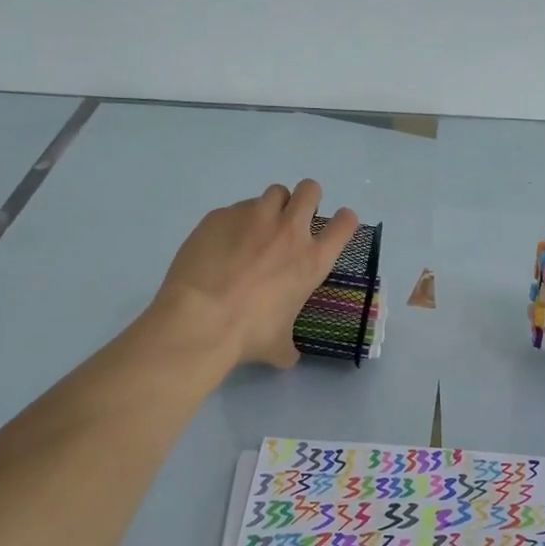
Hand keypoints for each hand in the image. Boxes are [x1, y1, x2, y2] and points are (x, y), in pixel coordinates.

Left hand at [152, 181, 359, 368]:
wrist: (199, 319)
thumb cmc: (248, 334)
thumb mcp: (279, 345)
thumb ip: (289, 344)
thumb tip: (287, 355)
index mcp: (312, 260)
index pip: (345, 224)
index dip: (343, 222)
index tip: (335, 228)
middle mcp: (289, 230)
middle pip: (311, 190)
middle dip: (308, 199)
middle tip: (295, 219)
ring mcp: (253, 217)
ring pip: (275, 192)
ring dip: (273, 206)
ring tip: (258, 228)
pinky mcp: (221, 215)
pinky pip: (236, 208)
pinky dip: (236, 221)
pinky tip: (221, 244)